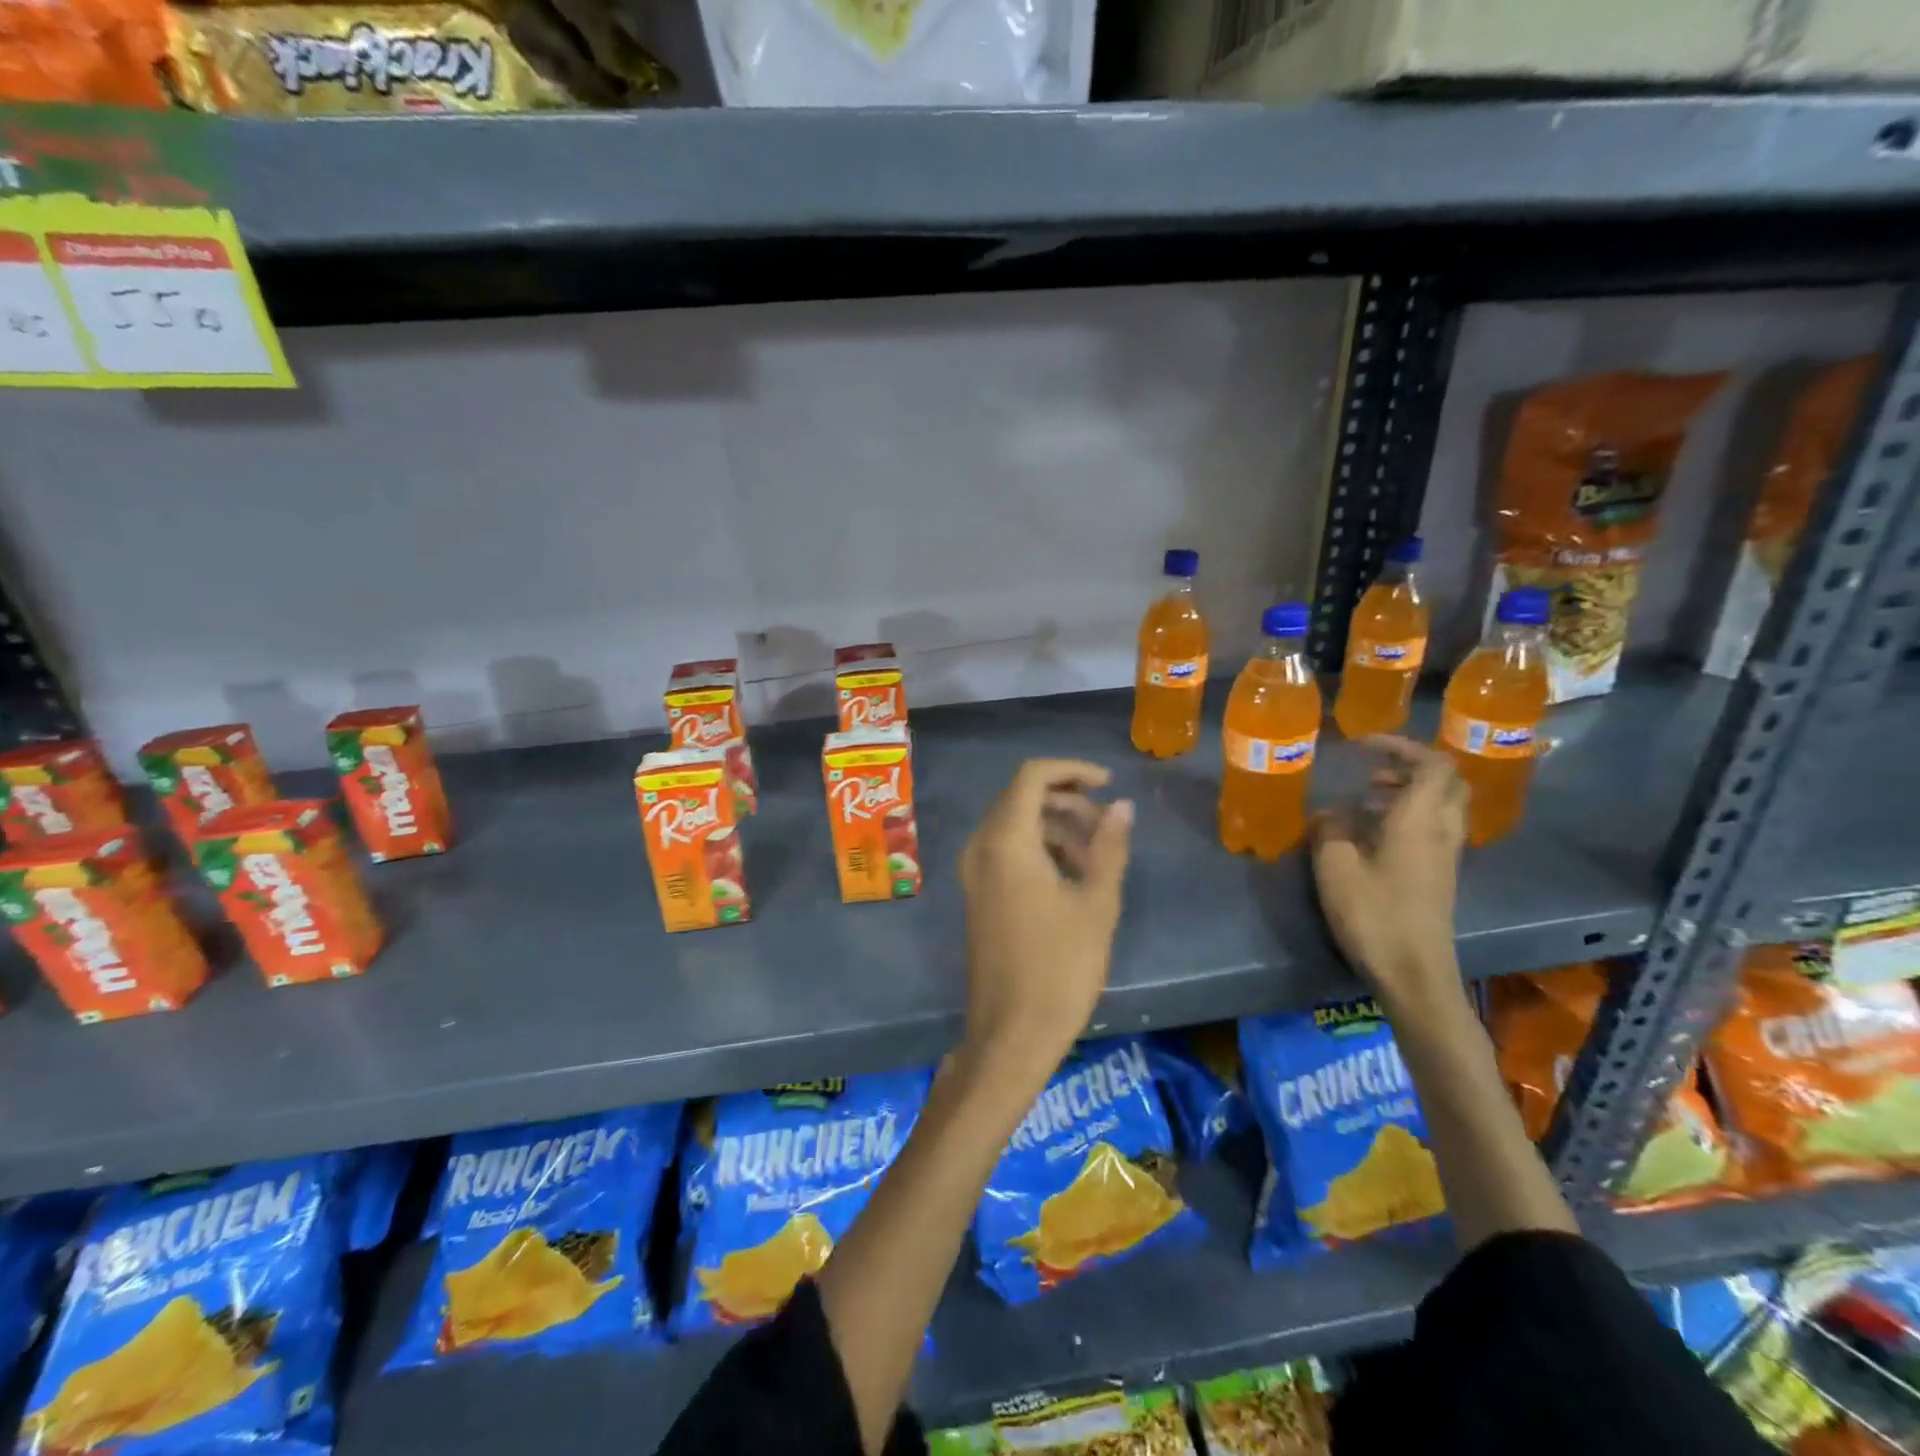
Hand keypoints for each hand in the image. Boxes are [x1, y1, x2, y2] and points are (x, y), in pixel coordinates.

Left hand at [958, 759, 1133, 1071]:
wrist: (1012, 1033)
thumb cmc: (1060, 967)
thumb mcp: (1096, 903)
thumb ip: (1110, 847)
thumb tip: (1122, 806)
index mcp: (1006, 841)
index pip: (1032, 776)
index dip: (1072, 770)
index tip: (1109, 784)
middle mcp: (981, 847)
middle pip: (1021, 798)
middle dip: (1067, 802)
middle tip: (1107, 826)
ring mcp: (974, 872)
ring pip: (1014, 825)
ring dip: (1055, 826)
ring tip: (1097, 855)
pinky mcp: (977, 894)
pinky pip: (1005, 851)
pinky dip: (1038, 848)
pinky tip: (1072, 876)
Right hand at [1311, 735, 1465, 1008]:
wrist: (1414, 972)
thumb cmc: (1374, 913)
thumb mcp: (1335, 866)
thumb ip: (1330, 829)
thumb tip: (1330, 812)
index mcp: (1421, 819)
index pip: (1433, 765)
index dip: (1402, 747)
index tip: (1365, 745)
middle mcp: (1442, 830)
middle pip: (1446, 783)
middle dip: (1409, 768)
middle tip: (1371, 773)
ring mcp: (1446, 855)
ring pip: (1441, 806)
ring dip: (1408, 793)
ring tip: (1365, 800)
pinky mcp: (1440, 876)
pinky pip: (1433, 829)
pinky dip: (1408, 817)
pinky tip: (1372, 834)